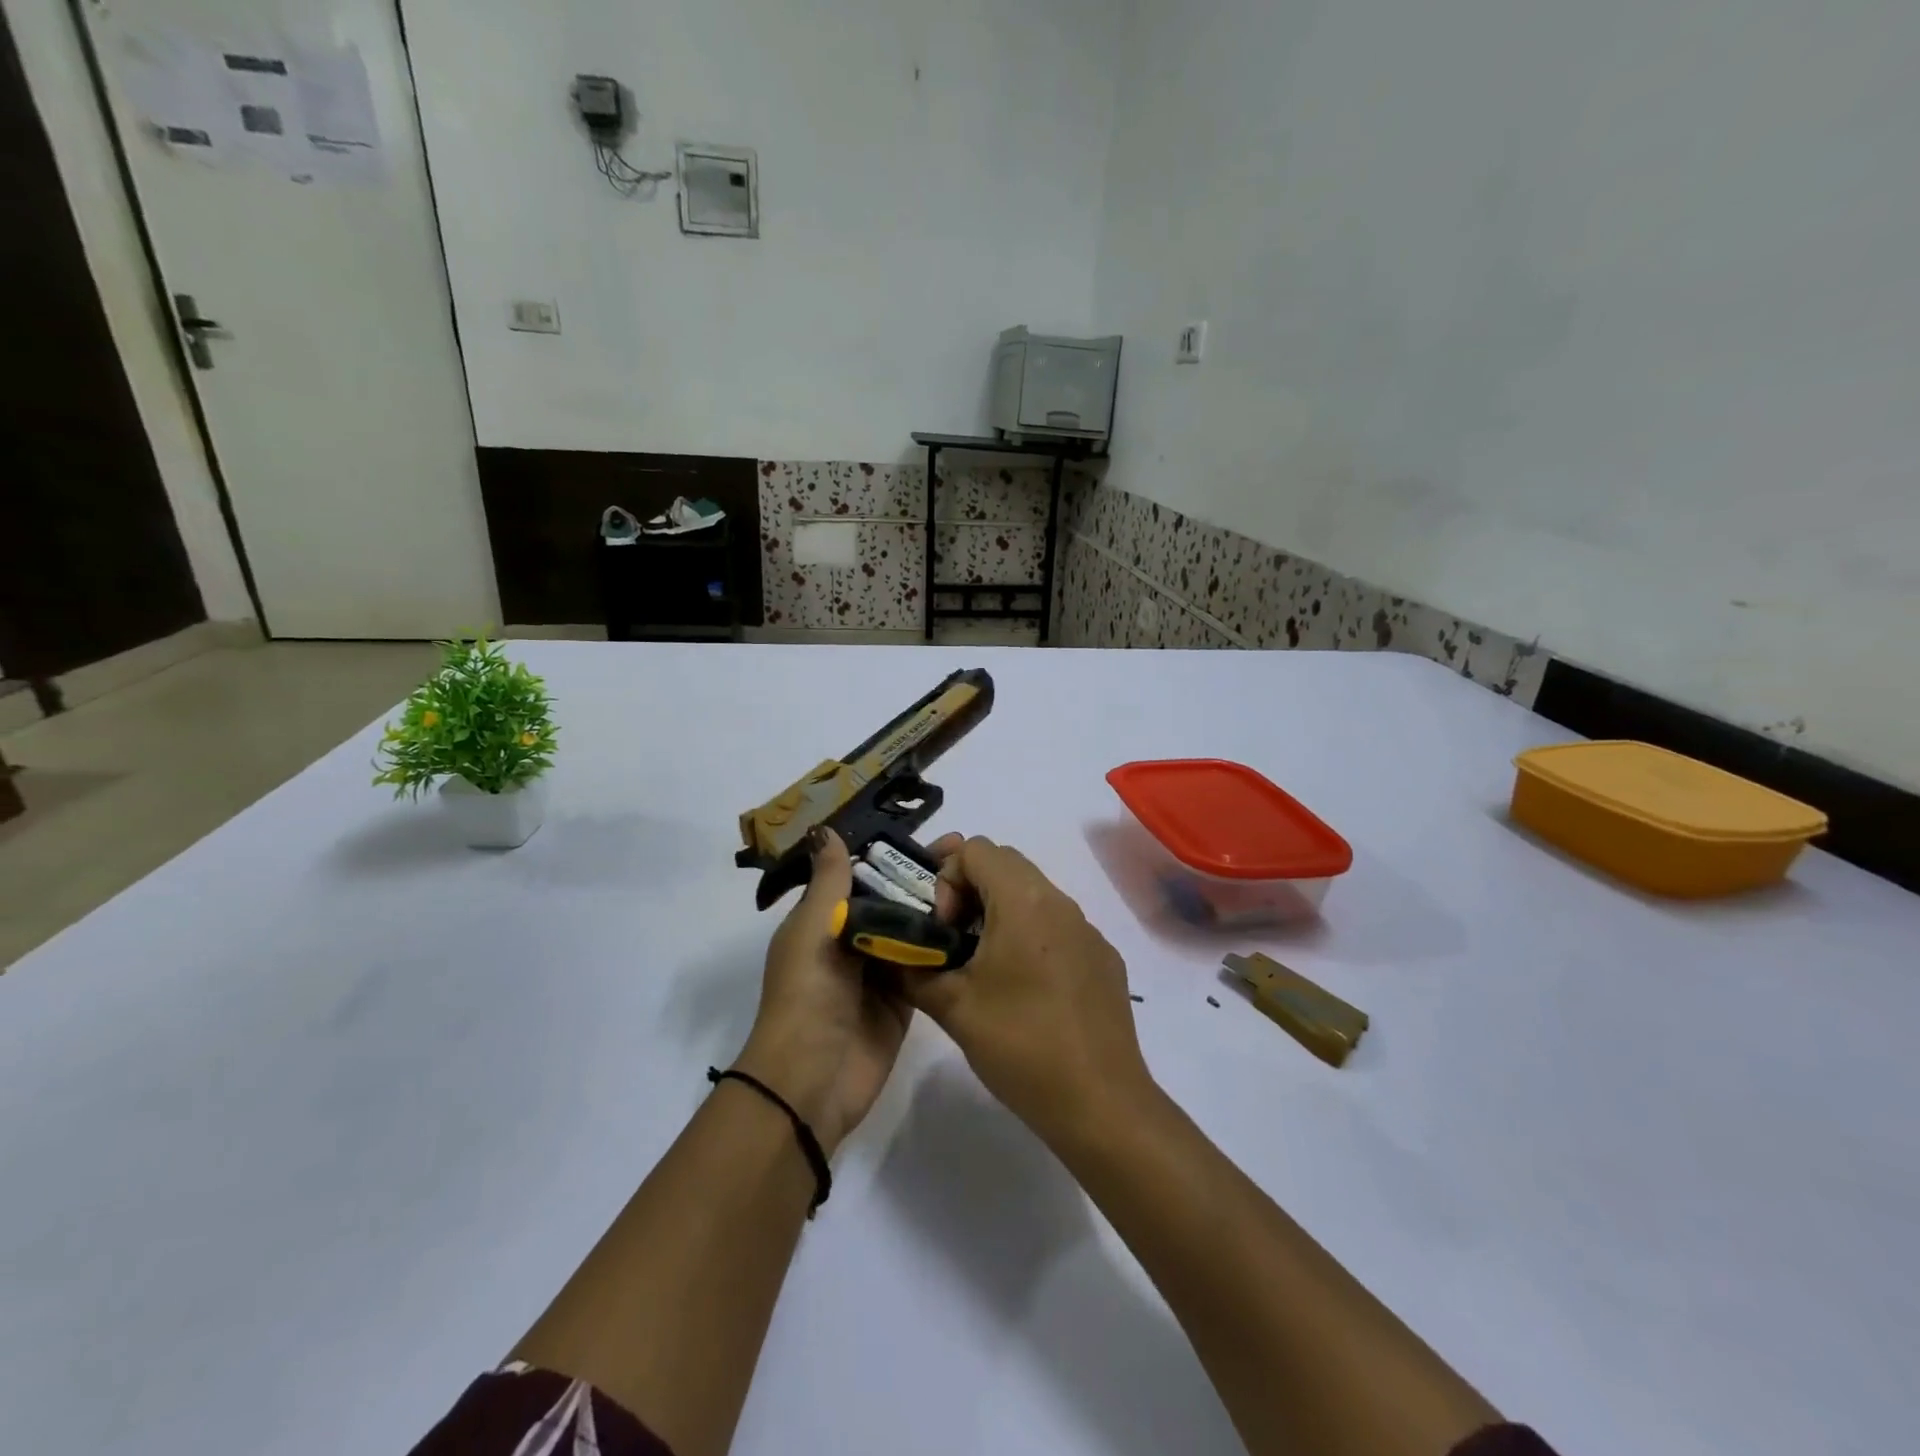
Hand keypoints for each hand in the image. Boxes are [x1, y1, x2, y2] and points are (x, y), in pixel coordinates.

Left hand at [734, 829, 957, 1153]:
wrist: (813, 1080)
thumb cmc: (807, 993)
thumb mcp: (812, 928)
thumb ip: (829, 881)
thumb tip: (827, 829)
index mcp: (824, 920)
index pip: (864, 876)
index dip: (894, 855)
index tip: (933, 835)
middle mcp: (854, 941)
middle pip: (894, 901)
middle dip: (925, 879)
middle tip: (968, 854)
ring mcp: (882, 972)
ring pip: (915, 931)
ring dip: (941, 910)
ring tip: (981, 882)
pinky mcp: (907, 1001)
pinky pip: (929, 966)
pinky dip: (948, 948)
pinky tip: (981, 923)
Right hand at [906, 837, 1154, 1146]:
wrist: (1100, 1103)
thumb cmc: (1021, 1045)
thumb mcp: (952, 1007)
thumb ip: (913, 969)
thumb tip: (892, 953)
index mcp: (1024, 900)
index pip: (976, 848)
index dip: (946, 876)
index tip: (940, 926)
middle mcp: (1061, 902)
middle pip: (1006, 864)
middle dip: (968, 888)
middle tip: (950, 936)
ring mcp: (1088, 930)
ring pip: (1033, 894)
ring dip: (999, 912)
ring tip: (981, 965)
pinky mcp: (1103, 959)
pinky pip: (1058, 926)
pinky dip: (1030, 936)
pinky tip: (1024, 990)